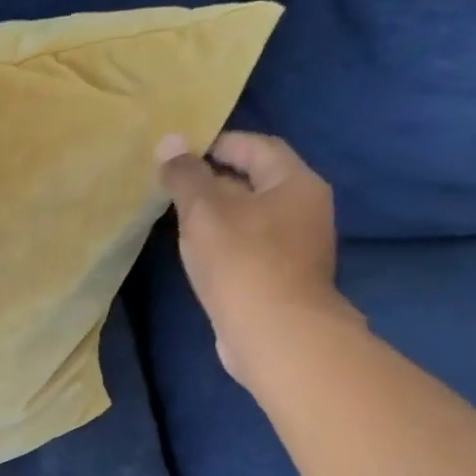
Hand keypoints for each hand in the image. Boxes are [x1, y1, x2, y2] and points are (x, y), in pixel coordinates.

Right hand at [157, 130, 355, 382]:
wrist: (274, 334)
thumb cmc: (241, 261)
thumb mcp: (204, 211)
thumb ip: (185, 176)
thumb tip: (169, 141)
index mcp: (296, 183)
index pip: (257, 146)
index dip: (218, 143)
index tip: (181, 154)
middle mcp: (306, 209)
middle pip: (257, 182)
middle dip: (215, 181)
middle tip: (174, 187)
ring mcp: (298, 247)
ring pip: (253, 217)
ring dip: (219, 215)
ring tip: (180, 221)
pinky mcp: (284, 278)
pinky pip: (251, 247)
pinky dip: (226, 243)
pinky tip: (200, 255)